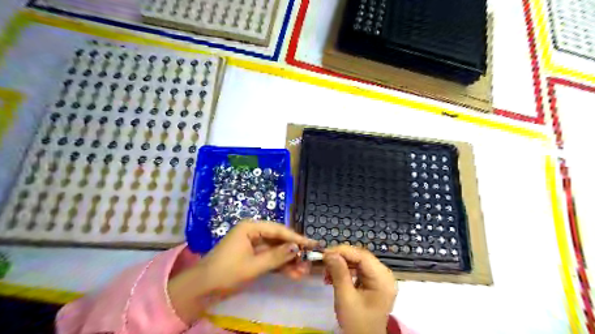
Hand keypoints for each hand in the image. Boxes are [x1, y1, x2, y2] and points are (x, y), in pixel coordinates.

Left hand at [196, 222, 317, 291]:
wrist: (202, 289)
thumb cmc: (226, 272)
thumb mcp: (254, 265)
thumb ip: (277, 256)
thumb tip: (297, 248)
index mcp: (251, 228)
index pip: (279, 230)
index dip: (297, 238)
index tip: (312, 244)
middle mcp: (253, 233)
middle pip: (279, 240)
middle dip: (294, 251)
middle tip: (310, 259)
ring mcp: (253, 245)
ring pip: (276, 250)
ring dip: (289, 261)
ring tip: (304, 270)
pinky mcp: (253, 256)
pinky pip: (270, 259)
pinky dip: (281, 266)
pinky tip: (294, 273)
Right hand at [324, 245, 396, 333]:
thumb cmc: (357, 323)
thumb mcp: (346, 298)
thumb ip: (339, 273)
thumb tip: (329, 252)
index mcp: (382, 279)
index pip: (362, 255)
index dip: (343, 251)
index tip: (325, 253)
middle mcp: (385, 274)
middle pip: (361, 257)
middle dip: (341, 257)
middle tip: (324, 262)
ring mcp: (380, 278)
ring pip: (358, 261)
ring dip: (341, 264)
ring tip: (327, 272)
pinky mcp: (374, 282)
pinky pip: (359, 269)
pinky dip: (346, 270)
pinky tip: (334, 276)